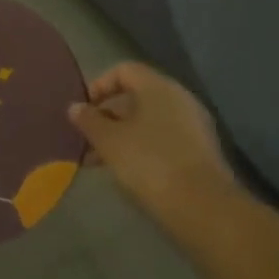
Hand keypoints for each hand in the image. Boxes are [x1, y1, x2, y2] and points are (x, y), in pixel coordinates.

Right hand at [68, 63, 236, 222]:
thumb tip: (75, 107)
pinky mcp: (199, 151)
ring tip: (99, 160)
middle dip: (107, 116)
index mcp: (158, 87)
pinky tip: (126, 171)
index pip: (124, 70)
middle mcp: (179, 99)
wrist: (203, 208)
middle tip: (87, 138)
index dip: (99, 85)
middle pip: (136, 96)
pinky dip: (141, 147)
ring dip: (122, 135)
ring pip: (148, 121)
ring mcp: (193, 125)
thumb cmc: (149, 163)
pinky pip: (162, 138)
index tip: (83, 110)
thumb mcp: (109, 141)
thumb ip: (89, 121)